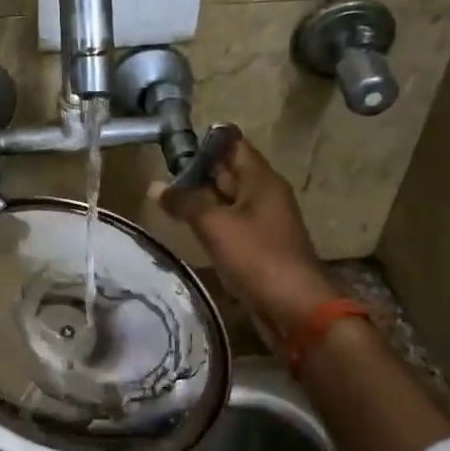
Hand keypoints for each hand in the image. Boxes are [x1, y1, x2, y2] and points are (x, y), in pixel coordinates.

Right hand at [153, 137, 339, 337]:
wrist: (294, 307)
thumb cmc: (256, 256)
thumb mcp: (214, 225)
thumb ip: (185, 202)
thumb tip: (155, 186)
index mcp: (261, 180)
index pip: (233, 144)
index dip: (205, 142)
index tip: (174, 147)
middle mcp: (265, 195)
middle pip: (229, 172)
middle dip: (198, 172)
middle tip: (161, 175)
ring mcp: (263, 222)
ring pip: (228, 201)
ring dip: (202, 201)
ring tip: (167, 201)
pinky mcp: (259, 247)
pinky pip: (231, 225)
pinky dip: (211, 224)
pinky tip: (188, 230)